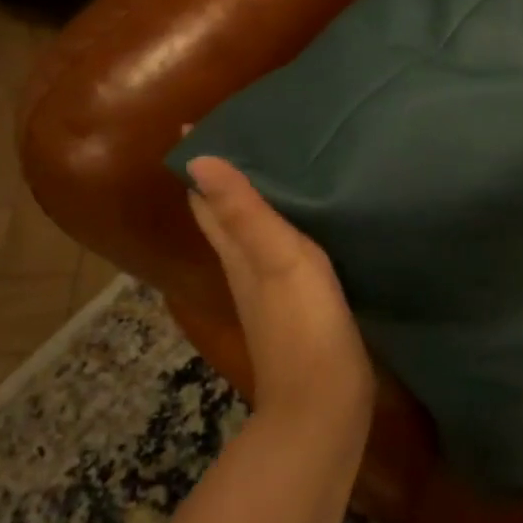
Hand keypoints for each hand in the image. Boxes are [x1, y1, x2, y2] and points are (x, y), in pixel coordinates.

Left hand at [185, 156, 373, 428]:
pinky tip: (307, 216)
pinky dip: (283, 223)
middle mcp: (244, 266)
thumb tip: (198, 161)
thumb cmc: (303, 324)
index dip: (199, 162)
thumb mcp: (277, 260)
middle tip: (247, 130)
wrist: (324, 400)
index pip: (205, 198)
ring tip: (279, 159)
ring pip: (251, 230)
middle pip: (224, 212)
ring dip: (255, 196)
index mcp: (236, 252)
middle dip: (225, 174)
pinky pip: (280, 249)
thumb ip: (246, 212)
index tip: (202, 121)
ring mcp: (268, 288)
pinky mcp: (296, 302)